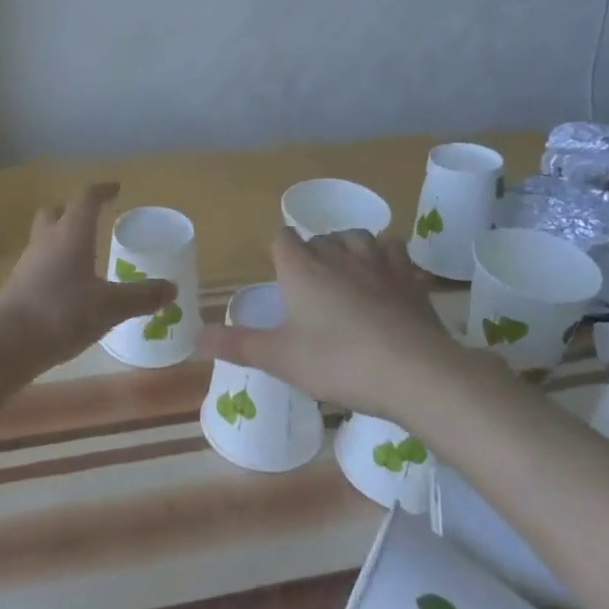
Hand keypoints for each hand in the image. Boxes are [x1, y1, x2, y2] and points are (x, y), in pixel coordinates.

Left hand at [0, 183, 176, 366]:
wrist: (6, 342)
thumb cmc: (62, 312)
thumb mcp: (110, 306)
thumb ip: (141, 296)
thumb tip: (171, 288)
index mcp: (71, 233)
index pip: (86, 200)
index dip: (102, 191)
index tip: (115, 188)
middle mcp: (47, 240)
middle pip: (56, 213)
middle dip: (73, 211)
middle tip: (93, 219)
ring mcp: (28, 263)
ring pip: (45, 238)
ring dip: (62, 239)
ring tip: (84, 255)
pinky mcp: (18, 287)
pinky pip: (39, 265)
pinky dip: (54, 267)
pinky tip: (68, 286)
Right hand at [199, 228, 463, 417]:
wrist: (413, 371)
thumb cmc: (337, 362)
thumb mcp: (280, 359)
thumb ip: (237, 345)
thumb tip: (195, 337)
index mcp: (301, 268)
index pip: (283, 238)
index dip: (280, 251)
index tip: (281, 272)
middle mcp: (337, 254)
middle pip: (319, 238)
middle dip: (312, 253)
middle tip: (310, 286)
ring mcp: (377, 262)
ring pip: (357, 237)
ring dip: (348, 248)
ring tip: (345, 273)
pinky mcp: (409, 276)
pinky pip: (393, 250)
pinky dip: (385, 257)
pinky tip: (385, 278)